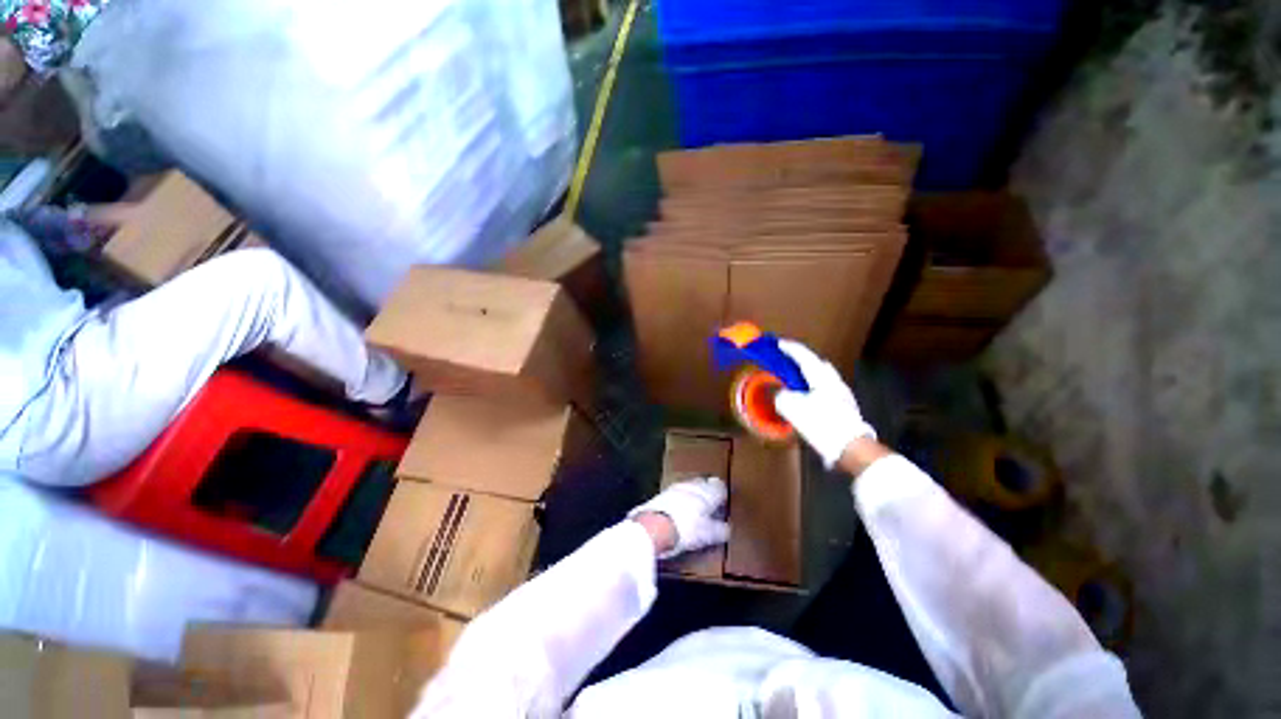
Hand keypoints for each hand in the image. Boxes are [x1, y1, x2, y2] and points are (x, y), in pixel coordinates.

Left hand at [628, 477, 729, 558]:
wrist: (655, 525)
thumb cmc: (687, 529)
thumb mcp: (708, 534)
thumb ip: (719, 530)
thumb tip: (726, 529)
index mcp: (706, 493)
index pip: (718, 487)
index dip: (720, 492)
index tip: (722, 496)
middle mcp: (691, 486)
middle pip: (701, 484)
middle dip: (705, 489)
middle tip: (708, 499)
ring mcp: (674, 488)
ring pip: (687, 486)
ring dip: (691, 493)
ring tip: (693, 503)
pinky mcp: (660, 495)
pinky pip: (674, 494)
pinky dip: (678, 499)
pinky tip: (677, 508)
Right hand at [774, 339, 875, 468]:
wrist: (851, 448)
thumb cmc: (821, 424)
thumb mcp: (792, 409)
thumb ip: (782, 396)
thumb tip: (780, 393)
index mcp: (821, 377)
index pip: (803, 355)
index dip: (790, 348)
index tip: (779, 343)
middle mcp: (834, 381)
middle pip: (816, 364)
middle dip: (802, 360)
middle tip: (787, 361)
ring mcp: (843, 394)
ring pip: (823, 377)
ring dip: (809, 375)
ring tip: (796, 380)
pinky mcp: (846, 407)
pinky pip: (827, 389)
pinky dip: (815, 387)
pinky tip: (810, 398)